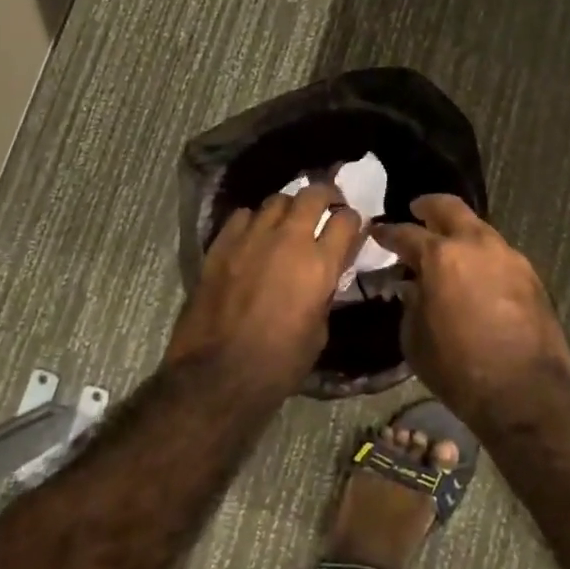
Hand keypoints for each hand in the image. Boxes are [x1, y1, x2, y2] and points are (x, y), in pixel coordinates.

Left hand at [167, 182, 363, 394]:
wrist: (217, 374)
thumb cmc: (278, 363)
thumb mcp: (319, 331)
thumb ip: (325, 292)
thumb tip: (326, 274)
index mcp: (319, 263)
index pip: (346, 220)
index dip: (352, 221)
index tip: (351, 228)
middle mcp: (288, 239)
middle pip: (313, 194)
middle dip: (326, 196)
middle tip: (326, 207)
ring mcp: (252, 237)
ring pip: (277, 199)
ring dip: (289, 208)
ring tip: (288, 221)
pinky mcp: (222, 244)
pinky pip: (243, 215)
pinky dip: (254, 220)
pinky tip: (254, 236)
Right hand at [371, 195, 569, 426]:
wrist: (525, 391)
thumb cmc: (459, 368)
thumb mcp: (415, 341)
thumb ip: (411, 304)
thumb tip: (413, 288)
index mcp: (440, 256)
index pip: (406, 233)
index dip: (388, 233)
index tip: (378, 232)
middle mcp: (475, 244)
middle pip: (449, 207)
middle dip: (429, 206)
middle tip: (417, 210)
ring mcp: (507, 255)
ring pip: (479, 228)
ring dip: (460, 232)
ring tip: (449, 248)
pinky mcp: (530, 274)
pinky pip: (499, 253)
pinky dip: (482, 255)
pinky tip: (476, 274)